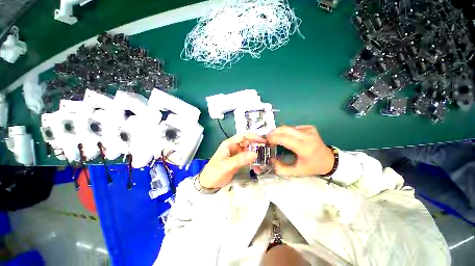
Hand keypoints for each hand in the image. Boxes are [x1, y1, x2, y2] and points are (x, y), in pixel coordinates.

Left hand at [199, 133, 265, 188]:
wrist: (208, 183)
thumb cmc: (215, 172)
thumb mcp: (227, 165)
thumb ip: (240, 159)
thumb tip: (255, 154)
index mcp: (229, 144)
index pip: (243, 136)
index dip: (253, 136)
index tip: (263, 140)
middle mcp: (234, 147)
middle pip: (247, 142)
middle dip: (256, 144)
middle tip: (267, 149)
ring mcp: (236, 154)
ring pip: (248, 150)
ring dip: (256, 152)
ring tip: (265, 157)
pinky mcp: (238, 160)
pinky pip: (247, 157)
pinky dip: (253, 159)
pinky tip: (258, 164)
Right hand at [267, 125, 334, 176]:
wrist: (328, 160)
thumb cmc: (312, 166)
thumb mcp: (297, 172)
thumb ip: (281, 169)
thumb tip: (270, 160)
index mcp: (304, 148)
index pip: (284, 138)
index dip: (273, 138)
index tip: (266, 141)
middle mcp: (307, 136)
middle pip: (284, 129)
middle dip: (273, 132)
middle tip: (267, 138)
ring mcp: (309, 130)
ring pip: (288, 127)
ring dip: (279, 131)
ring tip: (275, 138)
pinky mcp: (309, 127)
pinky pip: (293, 127)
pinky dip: (286, 131)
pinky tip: (287, 137)